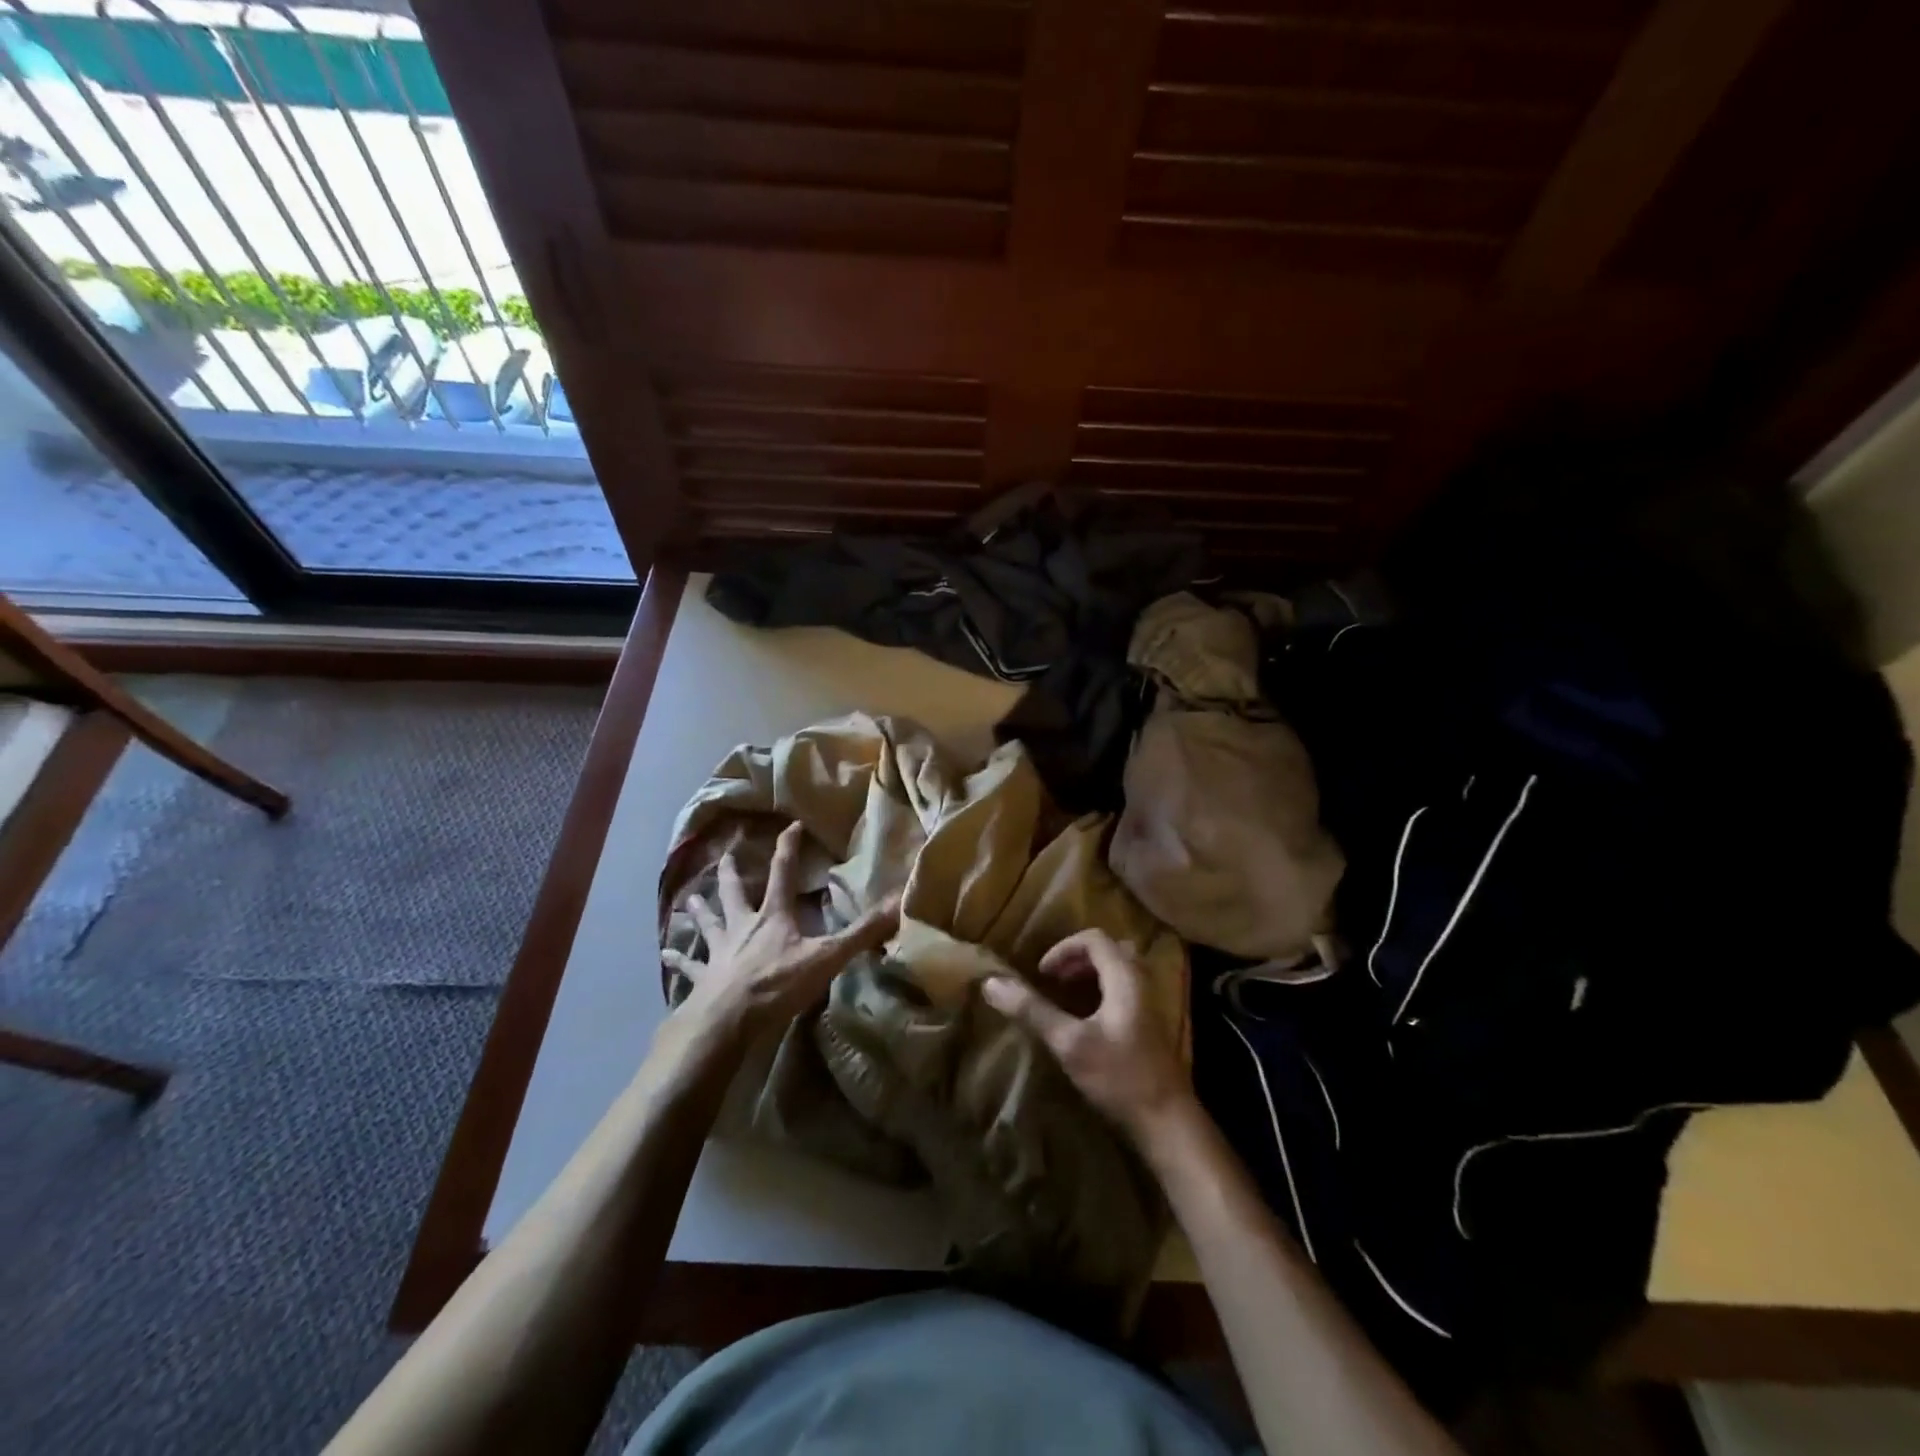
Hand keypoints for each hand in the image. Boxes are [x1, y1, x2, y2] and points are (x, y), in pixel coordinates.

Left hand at [661, 821, 899, 1044]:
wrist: (727, 1019)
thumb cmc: (777, 984)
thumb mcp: (827, 958)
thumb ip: (863, 933)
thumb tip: (898, 903)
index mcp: (773, 917)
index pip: (783, 873)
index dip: (789, 849)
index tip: (791, 826)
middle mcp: (743, 927)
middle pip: (735, 893)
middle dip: (733, 874)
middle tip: (726, 855)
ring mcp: (719, 952)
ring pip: (708, 924)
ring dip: (700, 911)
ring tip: (689, 899)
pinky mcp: (703, 978)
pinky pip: (689, 965)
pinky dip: (679, 959)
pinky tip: (665, 954)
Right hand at [982, 929, 1192, 1140]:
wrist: (1168, 1123)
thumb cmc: (1119, 1077)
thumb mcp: (1069, 1043)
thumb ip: (1032, 1010)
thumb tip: (991, 983)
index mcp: (1125, 977)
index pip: (1094, 939)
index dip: (1063, 949)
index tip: (1042, 974)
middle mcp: (1141, 983)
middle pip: (1108, 951)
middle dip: (1076, 960)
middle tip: (1052, 981)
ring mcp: (1149, 1005)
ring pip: (1117, 972)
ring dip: (1088, 976)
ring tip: (1064, 997)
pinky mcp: (1149, 1027)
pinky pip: (1122, 992)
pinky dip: (1100, 993)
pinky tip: (1084, 1021)